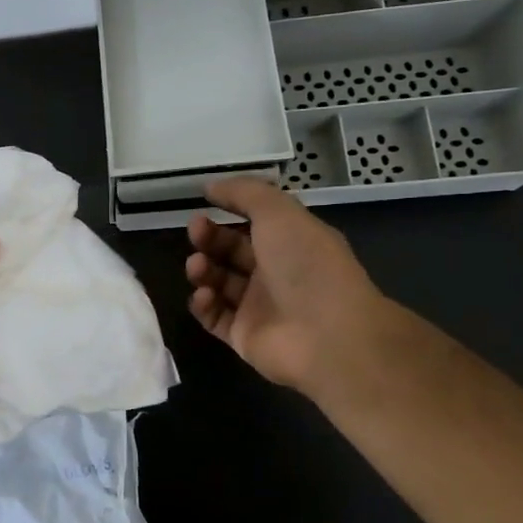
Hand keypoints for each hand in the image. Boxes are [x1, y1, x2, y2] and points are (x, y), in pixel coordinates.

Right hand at [185, 177, 390, 394]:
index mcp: (292, 243)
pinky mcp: (243, 336)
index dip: (228, 212)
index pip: (254, 224)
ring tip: (197, 267)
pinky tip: (204, 295)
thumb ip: (244, 193)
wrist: (326, 335)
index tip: (204, 206)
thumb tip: (211, 186)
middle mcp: (276, 274)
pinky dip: (203, 304)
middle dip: (210, 239)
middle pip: (232, 252)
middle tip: (196, 233)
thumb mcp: (279, 213)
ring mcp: (259, 307)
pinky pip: (214, 317)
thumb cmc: (306, 266)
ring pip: (219, 283)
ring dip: (203, 270)